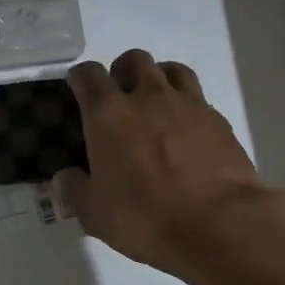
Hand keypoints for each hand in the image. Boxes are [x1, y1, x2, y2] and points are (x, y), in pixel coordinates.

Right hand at [54, 49, 278, 281]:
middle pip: (134, 59)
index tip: (77, 89)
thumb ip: (74, 191)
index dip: (80, 78)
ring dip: (159, 78)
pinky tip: (188, 133)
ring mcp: (188, 104)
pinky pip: (199, 99)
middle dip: (122, 71)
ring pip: (171, 69)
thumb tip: (64, 179)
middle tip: (120, 96)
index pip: (88, 75)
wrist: (220, 225)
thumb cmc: (146, 217)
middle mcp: (148, 96)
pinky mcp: (219, 120)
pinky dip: (188, 107)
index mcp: (109, 113)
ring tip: (156, 104)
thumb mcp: (95, 214)